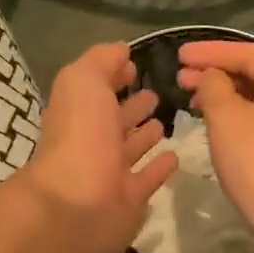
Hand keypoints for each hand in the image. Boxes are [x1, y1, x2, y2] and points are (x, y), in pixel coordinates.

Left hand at [17, 42, 178, 252]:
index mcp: (78, 110)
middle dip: (132, 106)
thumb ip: (102, 60)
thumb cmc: (81, 134)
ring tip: (164, 121)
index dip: (113, 75)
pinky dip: (159, 167)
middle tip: (156, 94)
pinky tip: (175, 156)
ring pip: (130, 148)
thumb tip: (122, 50)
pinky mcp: (129, 199)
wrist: (78, 202)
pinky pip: (147, 178)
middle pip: (113, 119)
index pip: (96, 88)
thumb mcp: (84, 80)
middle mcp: (91, 140)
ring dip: (144, 135)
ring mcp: (110, 171)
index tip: (135, 66)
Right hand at [176, 40, 253, 251]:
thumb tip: (212, 77)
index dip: (209, 52)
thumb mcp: (226, 118)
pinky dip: (236, 114)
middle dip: (214, 73)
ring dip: (223, 94)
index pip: (245, 53)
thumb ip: (213, 87)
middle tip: (179, 78)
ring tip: (191, 100)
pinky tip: (215, 123)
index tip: (179, 54)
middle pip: (252, 73)